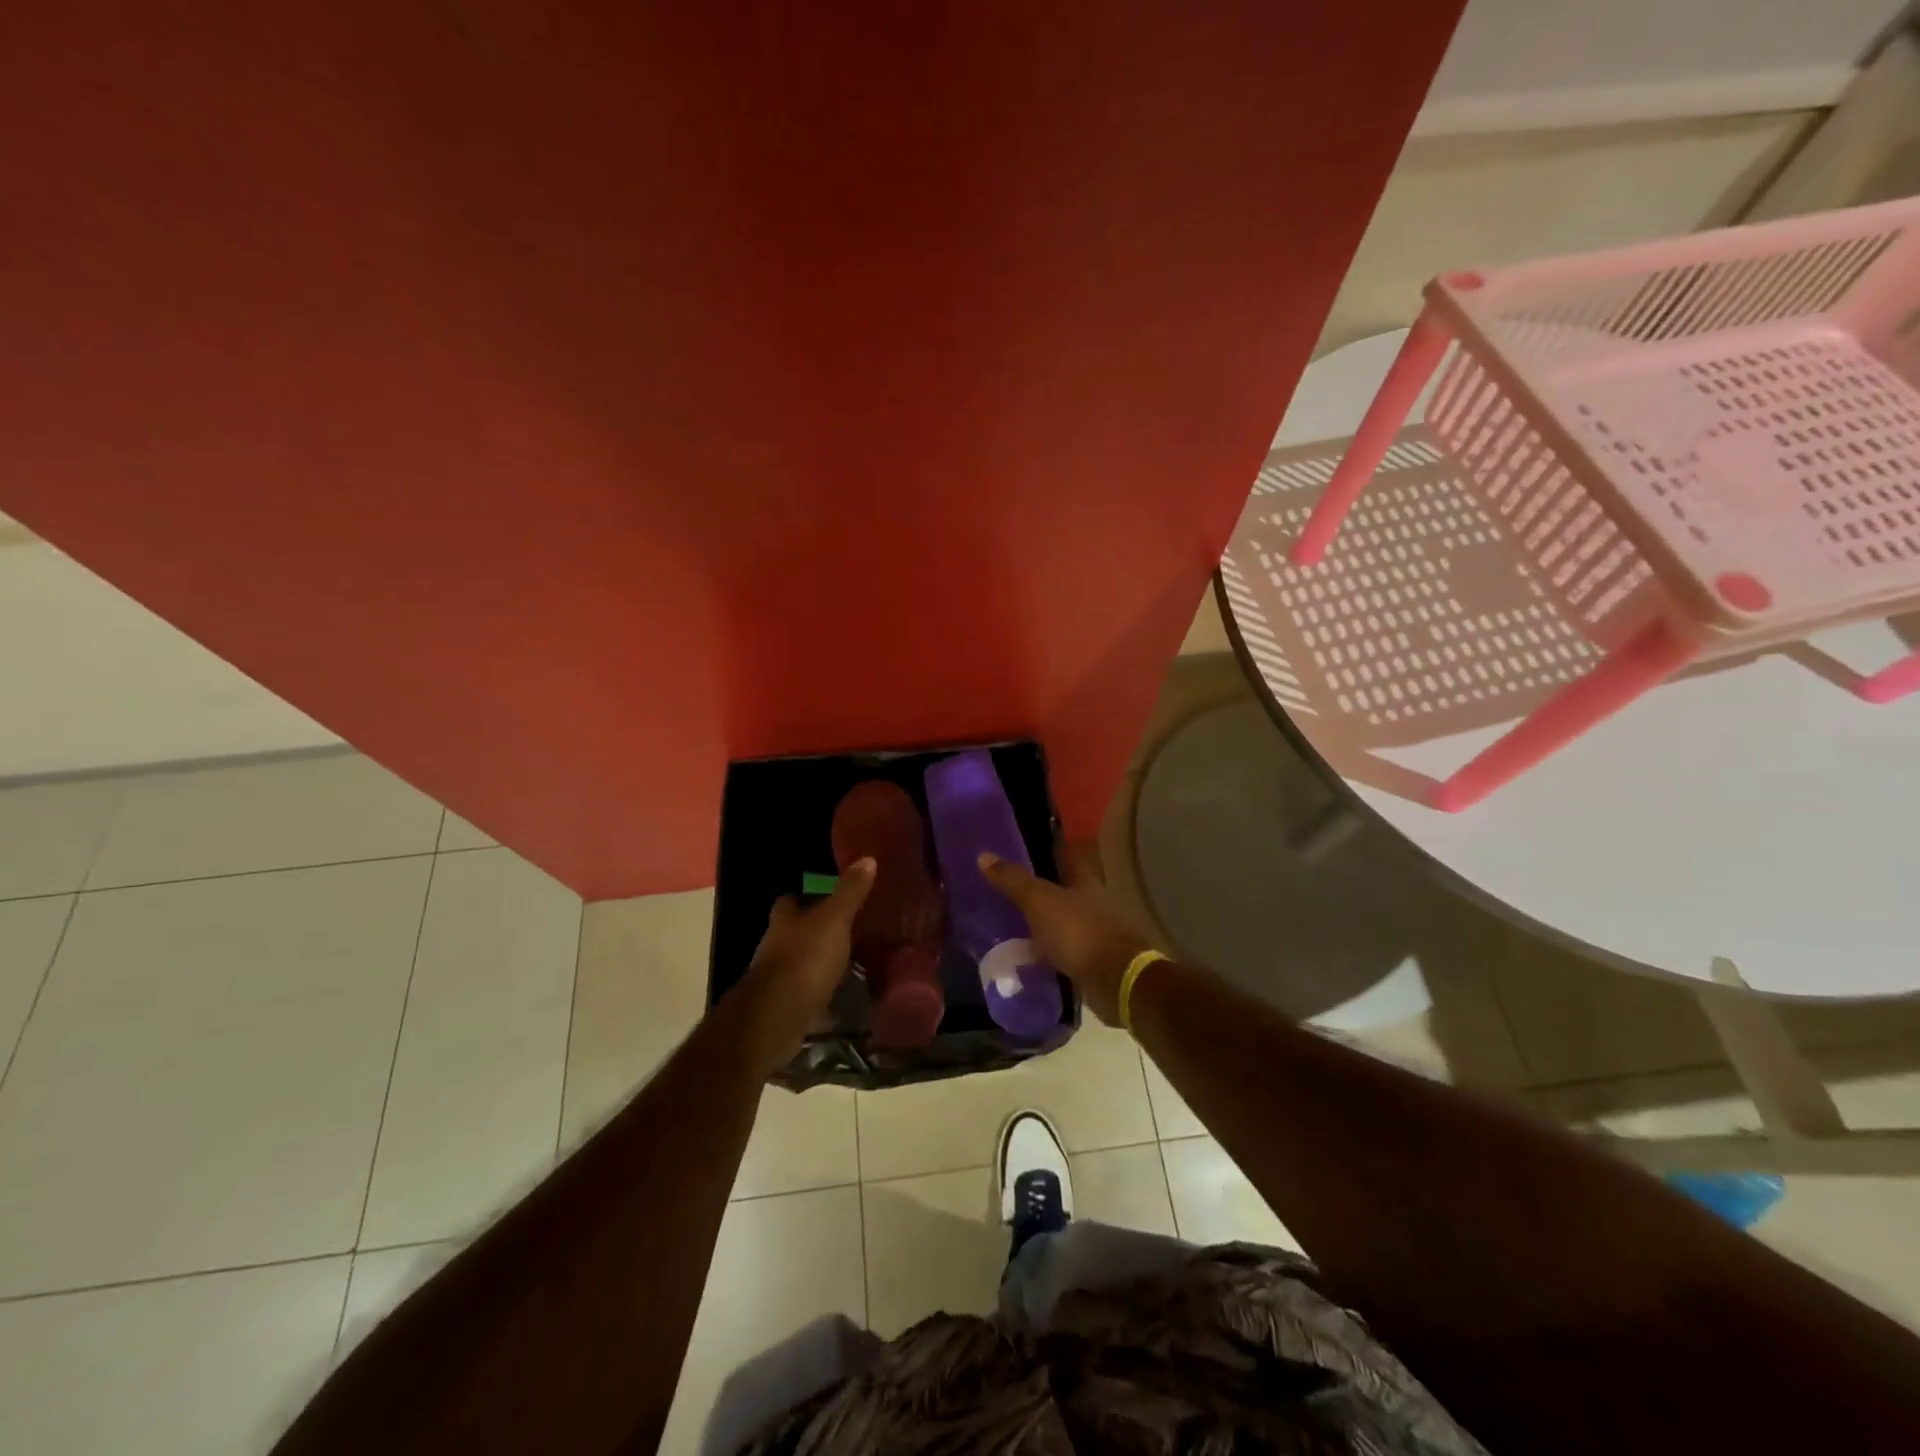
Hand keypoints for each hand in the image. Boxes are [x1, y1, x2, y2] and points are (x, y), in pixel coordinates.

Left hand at [733, 859, 875, 1072]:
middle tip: (849, 929)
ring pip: (801, 963)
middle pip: (795, 932)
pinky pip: (808, 995)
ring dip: (820, 963)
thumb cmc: (805, 958)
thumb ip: (850, 892)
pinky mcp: (786, 1008)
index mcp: (784, 920)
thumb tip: (868, 859)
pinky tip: (844, 997)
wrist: (778, 1016)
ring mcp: (778, 980)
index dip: (806, 896)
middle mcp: (775, 946)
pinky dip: (822, 995)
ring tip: (852, 962)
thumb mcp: (834, 919)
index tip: (828, 894)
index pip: (790, 900)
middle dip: (816, 931)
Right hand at [977, 848, 1154, 1025]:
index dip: (1047, 849)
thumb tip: (983, 855)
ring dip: (1042, 923)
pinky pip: (1063, 951)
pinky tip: (1027, 957)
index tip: (1024, 846)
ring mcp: (1095, 933)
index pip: (1066, 857)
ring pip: (1063, 921)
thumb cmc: (1078, 931)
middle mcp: (1093, 903)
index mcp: (1085, 881)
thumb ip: (1014, 880)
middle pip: (1064, 889)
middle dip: (1040, 889)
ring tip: (1010, 924)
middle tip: (1007, 888)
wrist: (1115, 980)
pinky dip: (1047, 952)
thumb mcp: (1039, 902)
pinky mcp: (1092, 962)